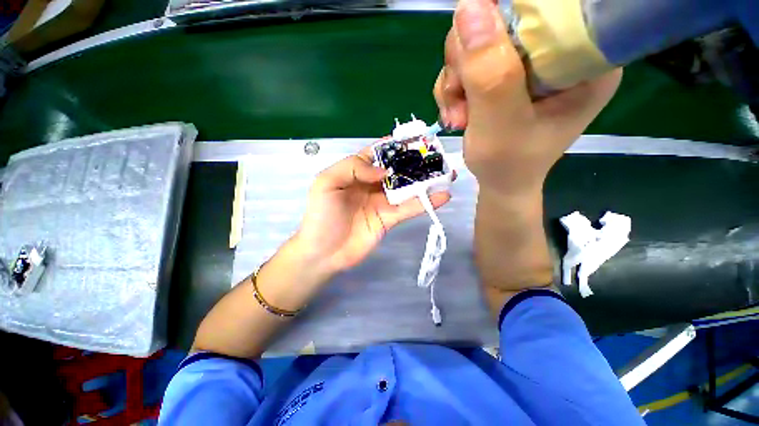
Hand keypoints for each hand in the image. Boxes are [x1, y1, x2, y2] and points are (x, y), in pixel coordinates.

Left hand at [293, 146, 451, 278]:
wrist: (324, 252)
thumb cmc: (322, 215)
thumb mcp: (327, 182)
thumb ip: (353, 168)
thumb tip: (384, 170)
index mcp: (355, 172)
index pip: (377, 153)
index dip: (394, 145)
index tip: (414, 138)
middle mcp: (371, 184)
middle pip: (396, 169)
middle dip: (415, 161)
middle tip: (436, 155)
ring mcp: (382, 202)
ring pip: (407, 188)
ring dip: (426, 181)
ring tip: (447, 172)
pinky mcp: (390, 219)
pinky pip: (410, 208)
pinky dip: (426, 202)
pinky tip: (443, 195)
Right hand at [434, 0, 621, 195]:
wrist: (500, 182)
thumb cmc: (509, 164)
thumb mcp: (499, 123)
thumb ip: (488, 71)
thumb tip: (468, 5)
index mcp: (582, 58)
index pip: (544, 10)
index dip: (502, 23)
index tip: (477, 62)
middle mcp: (557, 52)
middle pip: (501, 22)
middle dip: (468, 64)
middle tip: (462, 102)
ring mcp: (527, 63)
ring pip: (476, 44)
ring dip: (455, 82)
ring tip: (458, 117)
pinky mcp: (504, 75)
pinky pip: (468, 63)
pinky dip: (453, 89)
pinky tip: (456, 114)